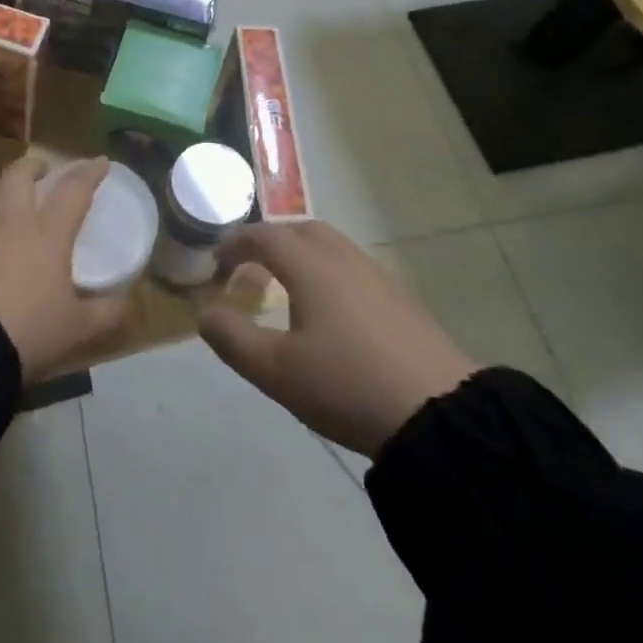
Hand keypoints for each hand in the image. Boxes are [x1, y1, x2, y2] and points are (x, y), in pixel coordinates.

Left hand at [0, 155, 127, 382]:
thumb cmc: (24, 331)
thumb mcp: (74, 330)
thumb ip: (103, 314)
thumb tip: (125, 302)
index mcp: (47, 233)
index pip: (73, 190)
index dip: (88, 173)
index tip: (99, 162)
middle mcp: (9, 222)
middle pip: (17, 176)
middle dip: (31, 167)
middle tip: (41, 171)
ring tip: (2, 198)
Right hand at [200, 221, 475, 458]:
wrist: (437, 412)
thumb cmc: (347, 384)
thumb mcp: (277, 371)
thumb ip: (234, 339)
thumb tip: (205, 314)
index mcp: (310, 265)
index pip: (264, 236)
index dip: (235, 244)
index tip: (216, 264)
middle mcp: (343, 257)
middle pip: (301, 229)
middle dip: (271, 241)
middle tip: (251, 267)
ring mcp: (377, 275)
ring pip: (331, 246)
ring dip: (302, 254)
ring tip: (288, 286)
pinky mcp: (400, 298)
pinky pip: (353, 267)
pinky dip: (329, 272)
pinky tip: (332, 310)